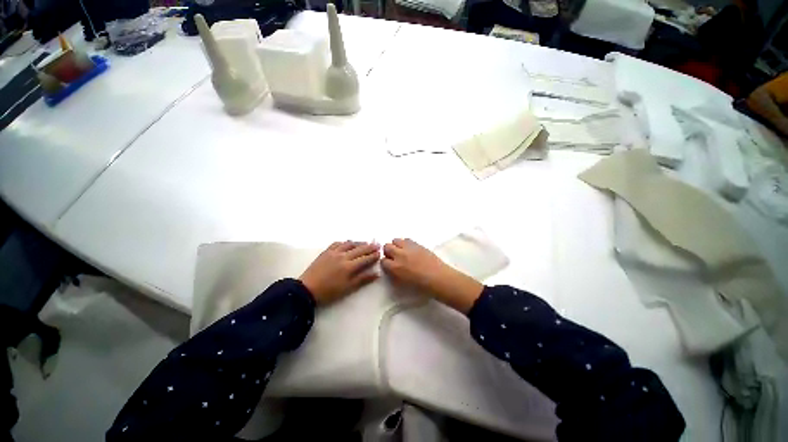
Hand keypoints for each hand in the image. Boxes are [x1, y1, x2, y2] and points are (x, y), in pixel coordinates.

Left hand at [300, 241, 379, 304]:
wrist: (307, 289)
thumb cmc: (329, 292)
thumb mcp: (348, 288)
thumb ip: (363, 279)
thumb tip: (377, 274)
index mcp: (349, 267)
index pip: (365, 258)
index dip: (373, 255)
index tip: (380, 253)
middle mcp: (343, 256)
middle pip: (359, 249)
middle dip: (369, 247)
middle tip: (377, 245)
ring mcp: (334, 252)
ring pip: (349, 244)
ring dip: (358, 243)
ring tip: (365, 243)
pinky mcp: (326, 251)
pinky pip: (337, 243)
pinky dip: (345, 242)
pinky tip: (348, 243)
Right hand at [380, 238, 446, 290]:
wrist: (438, 278)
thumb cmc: (421, 285)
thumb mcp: (402, 283)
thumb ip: (394, 275)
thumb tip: (391, 269)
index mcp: (395, 267)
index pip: (383, 261)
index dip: (386, 263)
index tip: (389, 265)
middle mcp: (399, 255)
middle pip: (387, 247)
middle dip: (388, 252)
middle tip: (394, 257)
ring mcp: (408, 248)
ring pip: (395, 240)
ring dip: (396, 246)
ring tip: (402, 252)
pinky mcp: (417, 244)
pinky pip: (406, 239)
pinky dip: (405, 243)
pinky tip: (410, 250)